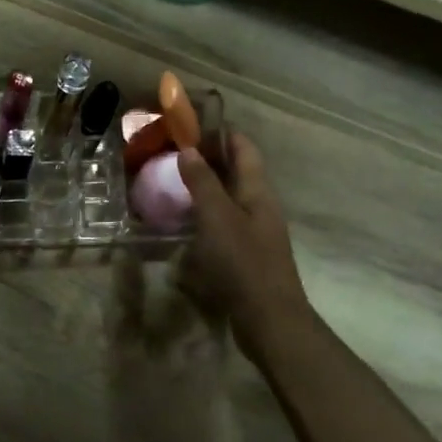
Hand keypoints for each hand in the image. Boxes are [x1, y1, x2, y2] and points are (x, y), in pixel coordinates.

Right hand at [178, 132, 311, 356]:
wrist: (269, 318)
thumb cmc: (244, 262)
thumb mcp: (218, 217)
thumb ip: (203, 182)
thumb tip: (188, 150)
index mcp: (258, 191)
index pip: (244, 148)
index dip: (221, 131)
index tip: (191, 122)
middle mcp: (259, 205)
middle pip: (237, 171)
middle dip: (209, 157)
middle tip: (172, 151)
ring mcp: (254, 231)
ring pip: (229, 197)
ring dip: (205, 186)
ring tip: (172, 181)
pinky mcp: (245, 253)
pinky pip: (223, 221)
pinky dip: (204, 212)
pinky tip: (184, 220)